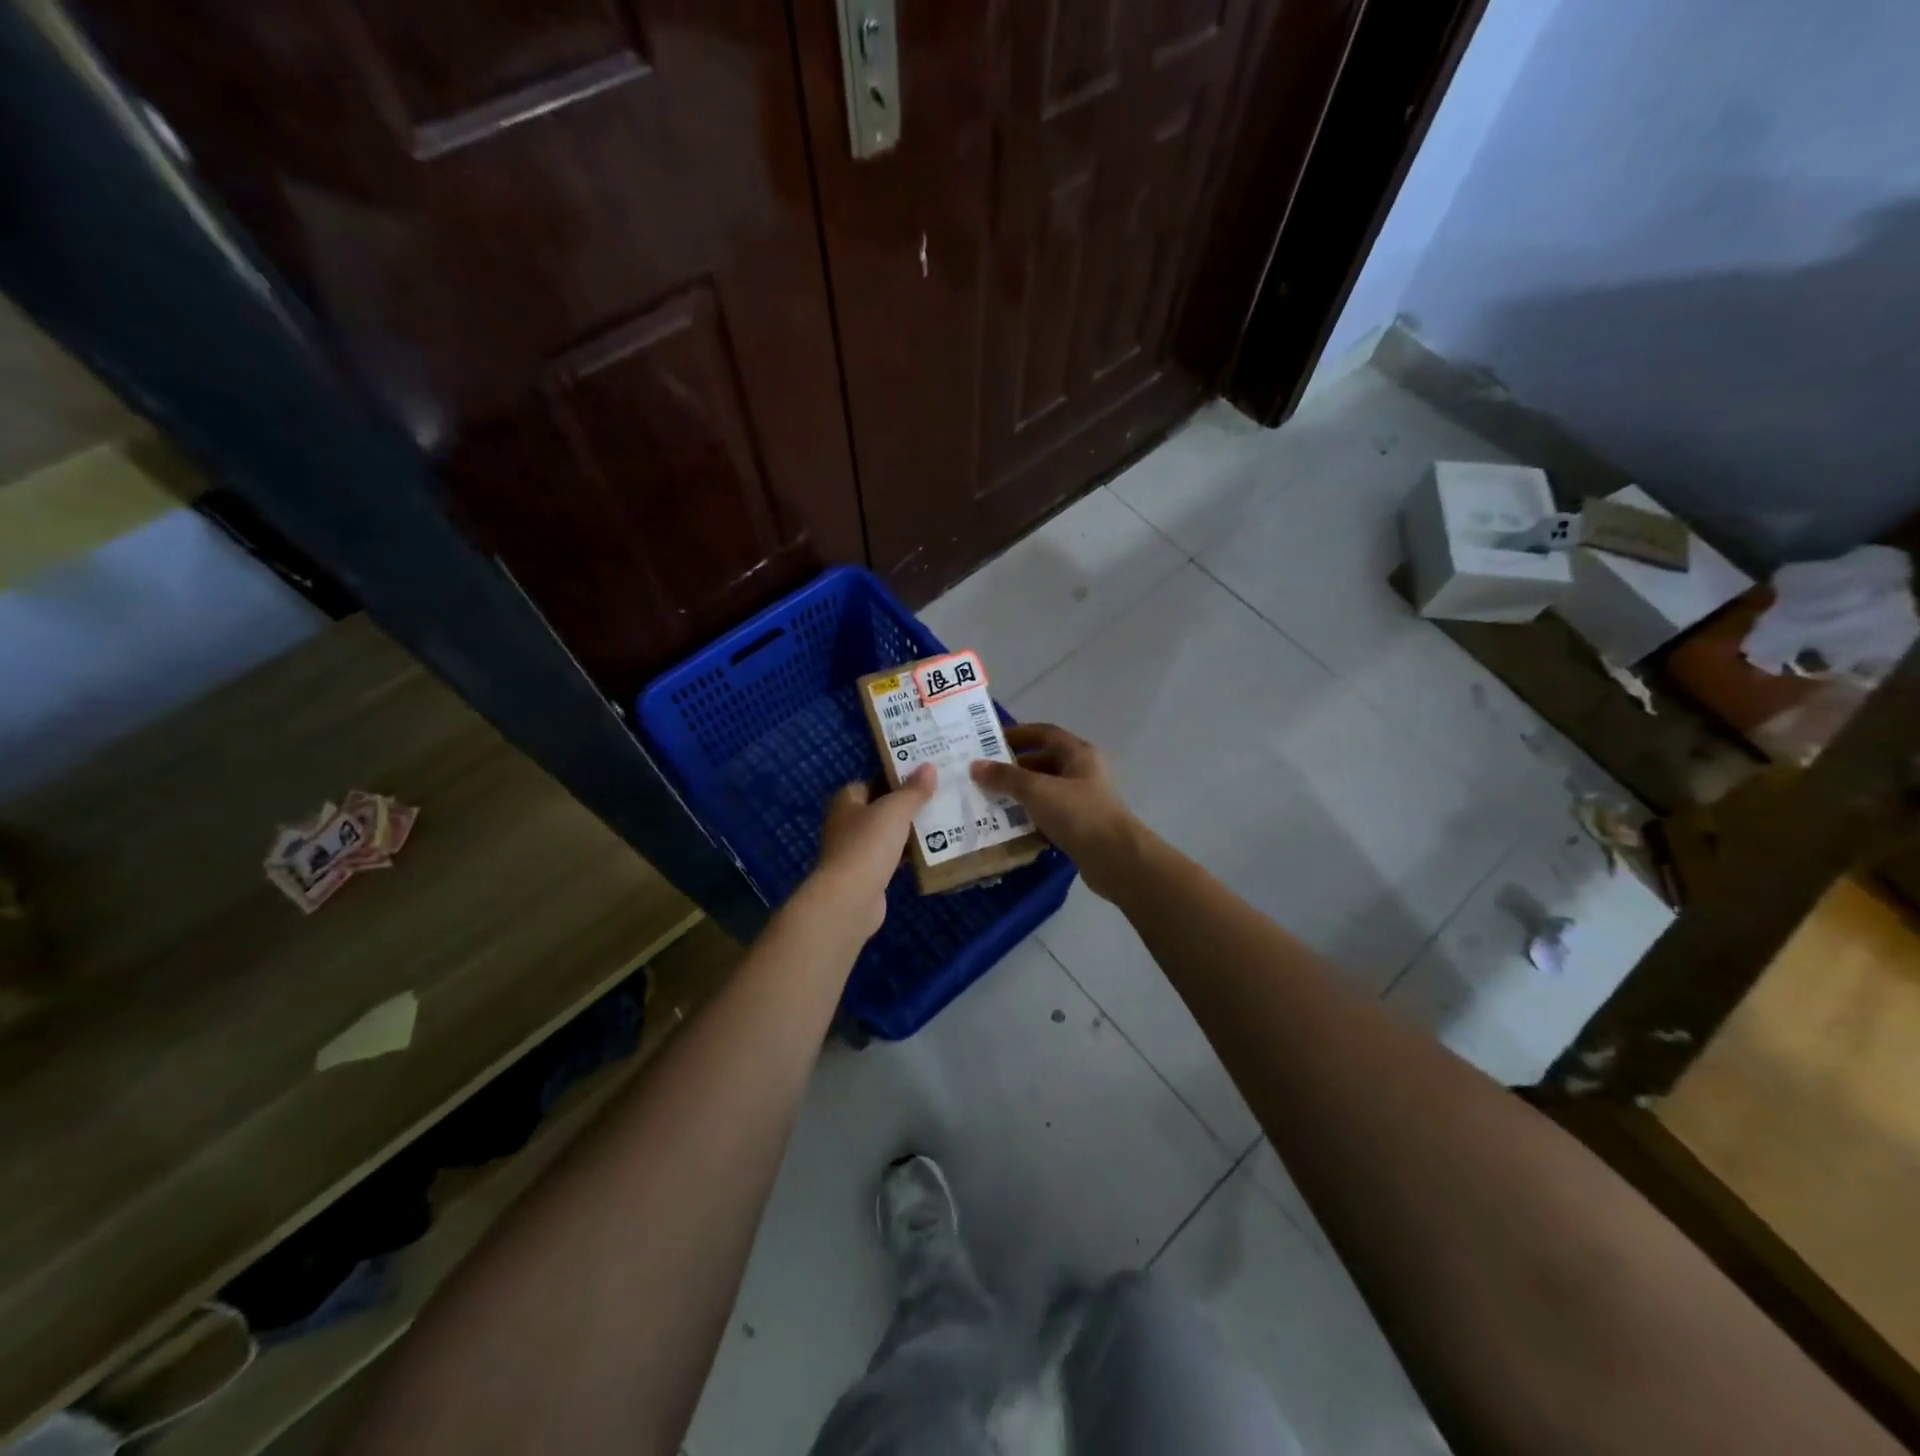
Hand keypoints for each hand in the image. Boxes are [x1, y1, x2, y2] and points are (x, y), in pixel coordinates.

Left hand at [807, 764, 936, 936]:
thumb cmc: (868, 844)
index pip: (869, 782)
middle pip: (880, 809)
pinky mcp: (867, 875)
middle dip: (905, 805)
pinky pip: (891, 858)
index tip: (921, 777)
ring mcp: (855, 852)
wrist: (851, 898)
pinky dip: (907, 855)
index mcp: (846, 802)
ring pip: (887, 834)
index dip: (893, 778)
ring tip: (942, 822)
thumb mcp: (895, 810)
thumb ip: (913, 789)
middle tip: (937, 797)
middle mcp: (846, 824)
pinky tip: (931, 852)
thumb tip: (929, 766)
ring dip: (908, 831)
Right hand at [970, 724, 1141, 897]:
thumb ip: (1006, 777)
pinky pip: (1049, 814)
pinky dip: (1030, 816)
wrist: (1115, 859)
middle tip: (983, 775)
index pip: (1045, 733)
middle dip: (1014, 767)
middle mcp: (1083, 773)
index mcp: (1079, 754)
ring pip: (1045, 790)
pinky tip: (1008, 825)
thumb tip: (975, 766)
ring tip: (989, 800)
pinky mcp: (1080, 827)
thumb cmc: (1078, 814)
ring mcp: (1083, 801)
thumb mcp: (1037, 790)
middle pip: (1044, 762)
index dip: (1018, 734)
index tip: (989, 742)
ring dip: (1019, 794)